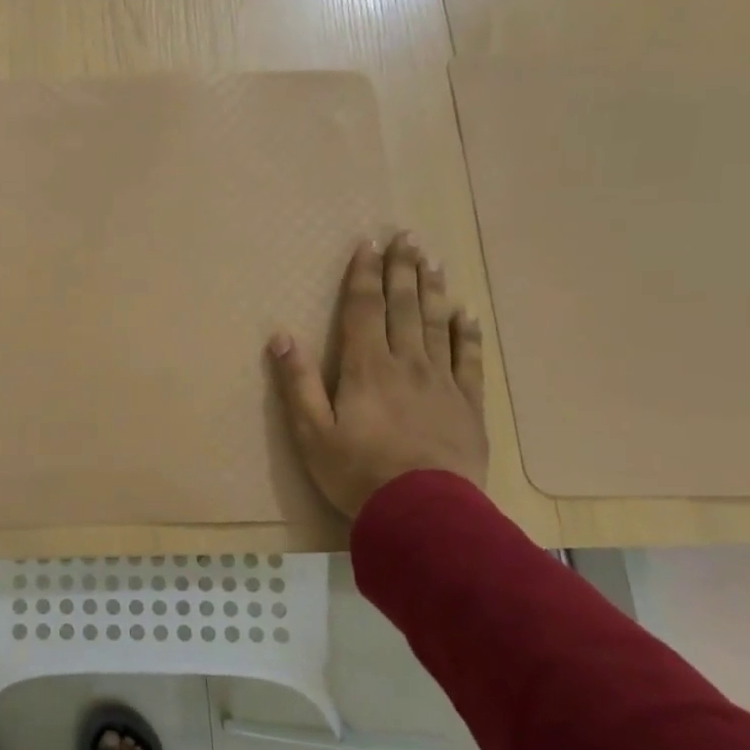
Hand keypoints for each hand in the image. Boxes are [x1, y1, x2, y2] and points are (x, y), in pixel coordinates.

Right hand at [268, 232, 487, 517]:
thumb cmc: (357, 472)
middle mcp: (406, 363)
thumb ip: (297, 382)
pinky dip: (467, 333)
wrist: (424, 512)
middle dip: (402, 269)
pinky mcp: (468, 404)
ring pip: (437, 324)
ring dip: (433, 289)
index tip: (368, 244)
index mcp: (366, 368)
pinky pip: (469, 358)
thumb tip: (280, 336)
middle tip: (407, 237)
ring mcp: (441, 382)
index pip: (364, 309)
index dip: (364, 275)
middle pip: (404, 307)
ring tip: (432, 260)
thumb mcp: (311, 432)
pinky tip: (466, 313)